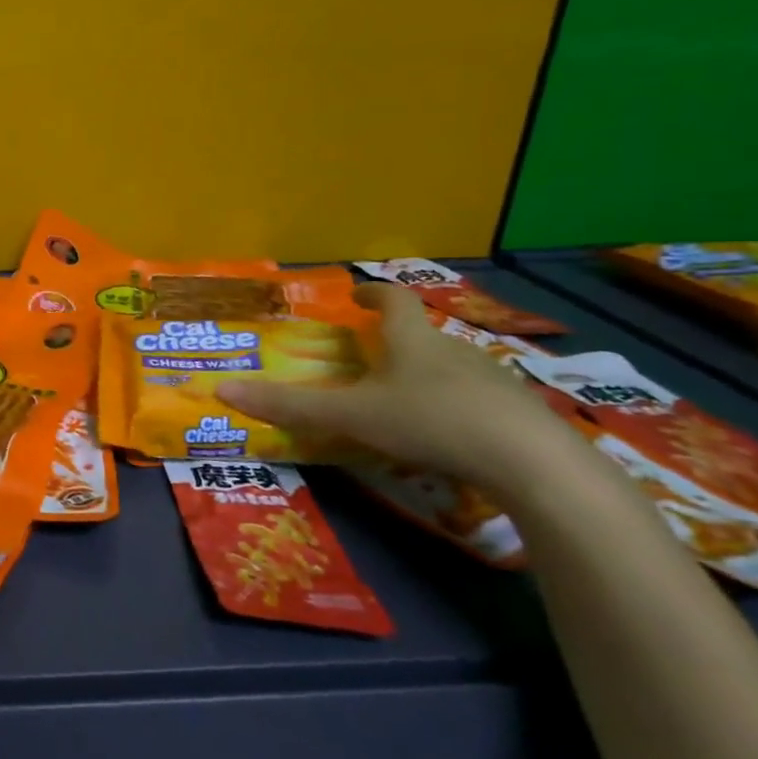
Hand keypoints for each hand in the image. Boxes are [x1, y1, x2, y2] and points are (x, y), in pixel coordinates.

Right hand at [217, 283, 576, 498]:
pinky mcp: (519, 414)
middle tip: (367, 359)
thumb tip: (222, 389)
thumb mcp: (352, 415)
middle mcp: (453, 350)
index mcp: (412, 340)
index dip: (371, 294)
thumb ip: (290, 405)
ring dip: (425, 375)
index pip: (392, 299)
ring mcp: (493, 381)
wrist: (534, 464)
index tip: (356, 296)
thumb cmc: (432, 422)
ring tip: (401, 401)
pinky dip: (455, 407)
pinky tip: (445, 437)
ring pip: (450, 368)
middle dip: (394, 341)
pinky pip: (478, 399)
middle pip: (421, 334)